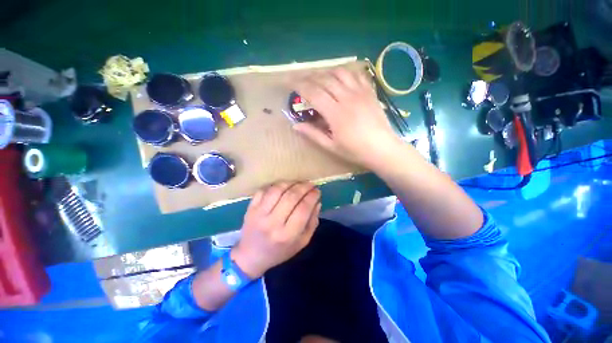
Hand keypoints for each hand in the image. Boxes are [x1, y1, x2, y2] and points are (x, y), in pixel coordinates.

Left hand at [232, 182, 320, 278]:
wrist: (251, 256)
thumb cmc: (280, 251)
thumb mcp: (302, 242)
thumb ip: (312, 222)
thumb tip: (317, 202)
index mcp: (287, 235)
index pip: (303, 209)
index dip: (312, 196)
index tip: (317, 191)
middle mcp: (272, 223)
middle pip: (291, 197)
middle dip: (304, 187)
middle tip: (310, 184)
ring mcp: (259, 214)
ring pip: (277, 190)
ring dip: (290, 183)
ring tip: (298, 183)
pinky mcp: (251, 208)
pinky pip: (264, 190)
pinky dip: (276, 185)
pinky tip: (283, 186)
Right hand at [293, 67, 400, 167]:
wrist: (382, 149)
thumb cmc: (355, 151)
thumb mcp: (331, 146)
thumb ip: (313, 134)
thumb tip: (295, 125)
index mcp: (336, 114)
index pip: (313, 92)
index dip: (299, 85)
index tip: (289, 82)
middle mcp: (347, 98)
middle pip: (324, 79)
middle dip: (309, 76)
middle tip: (300, 79)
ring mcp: (360, 93)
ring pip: (340, 72)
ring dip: (325, 72)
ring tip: (318, 78)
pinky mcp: (370, 92)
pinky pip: (356, 74)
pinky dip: (344, 72)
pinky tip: (339, 77)